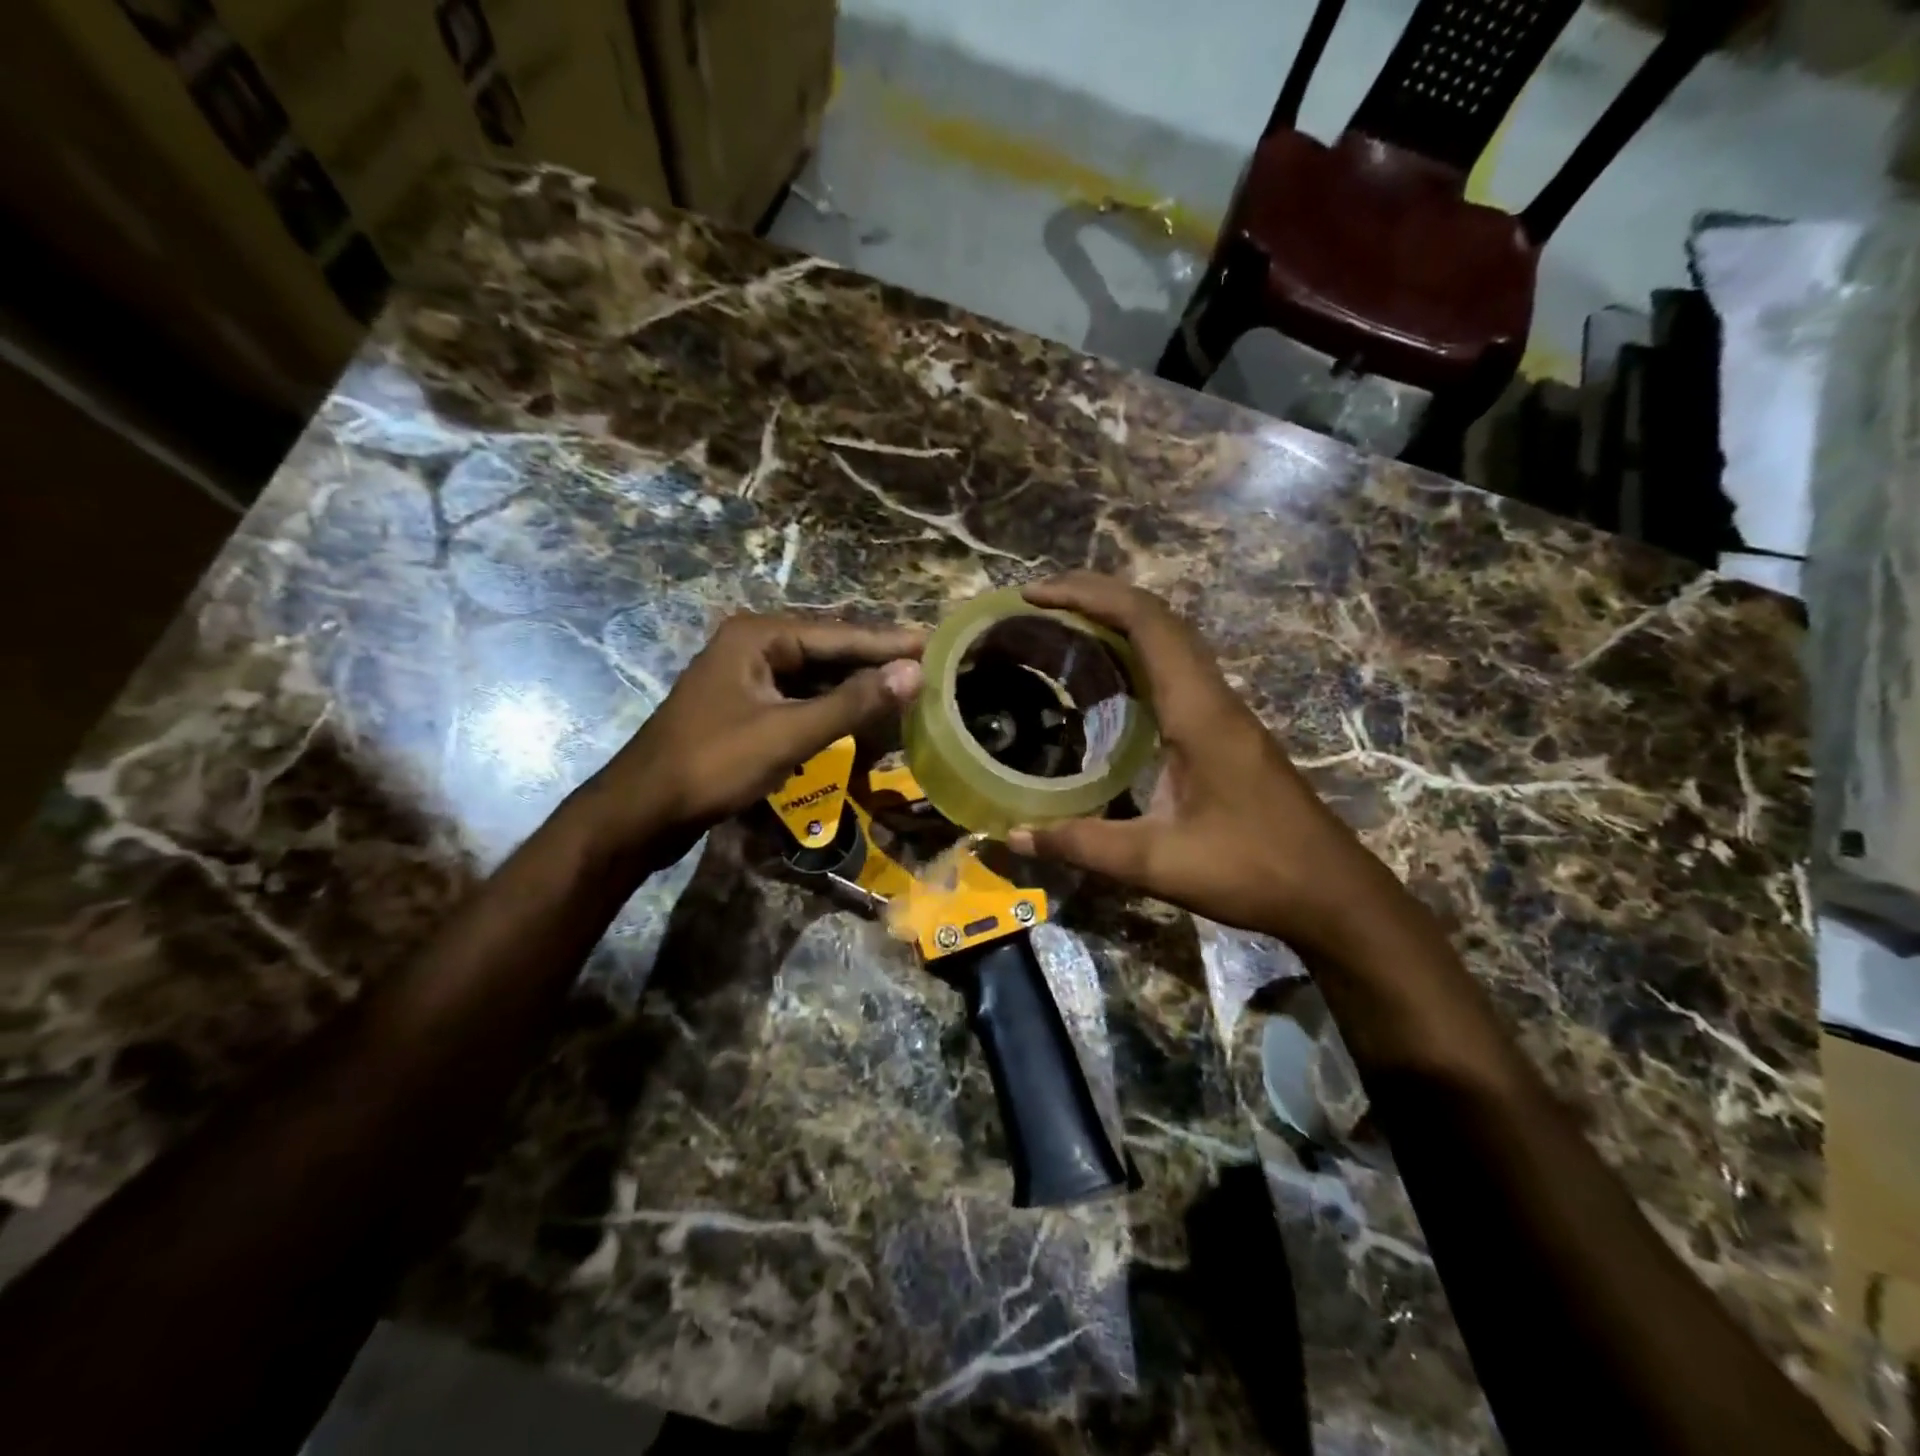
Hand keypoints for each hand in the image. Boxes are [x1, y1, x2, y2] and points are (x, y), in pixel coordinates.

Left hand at [574, 612, 921, 866]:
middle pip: (828, 650)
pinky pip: (799, 698)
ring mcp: (745, 677)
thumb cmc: (713, 765)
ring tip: (904, 691)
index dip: (889, 644)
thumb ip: (853, 703)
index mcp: (759, 636)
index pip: (840, 634)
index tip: (935, 645)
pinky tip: (858, 716)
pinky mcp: (744, 706)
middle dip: (874, 662)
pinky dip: (830, 707)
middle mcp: (752, 645)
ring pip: (814, 675)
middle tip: (927, 668)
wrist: (642, 811)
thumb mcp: (788, 734)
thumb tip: (914, 673)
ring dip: (854, 686)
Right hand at [1007, 573, 1395, 953]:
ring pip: (1170, 641)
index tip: (1035, 596)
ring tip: (1063, 627)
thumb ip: (1081, 845)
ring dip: (1118, 620)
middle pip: (1157, 618)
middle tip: (1039, 602)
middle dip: (1096, 596)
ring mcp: (1224, 712)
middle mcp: (1212, 697)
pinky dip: (1135, 654)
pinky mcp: (1226, 731)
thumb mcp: (1157, 863)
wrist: (1331, 893)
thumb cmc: (1252, 870)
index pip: (1145, 622)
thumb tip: (1012, 835)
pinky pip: (1176, 670)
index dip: (1088, 596)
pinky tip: (1107, 681)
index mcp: (1198, 711)